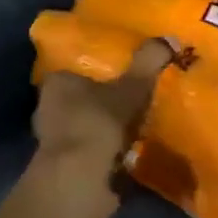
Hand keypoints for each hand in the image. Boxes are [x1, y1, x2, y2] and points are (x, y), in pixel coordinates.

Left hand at [31, 37, 175, 173]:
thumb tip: (170, 38)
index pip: (79, 71)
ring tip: (140, 130)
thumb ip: (148, 63)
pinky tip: (131, 156)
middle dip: (107, 105)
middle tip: (138, 104)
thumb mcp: (130, 88)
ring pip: (87, 128)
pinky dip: (108, 154)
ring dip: (108, 132)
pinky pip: (91, 153)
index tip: (127, 80)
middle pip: (84, 101)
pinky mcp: (63, 167)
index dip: (103, 75)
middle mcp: (47, 107)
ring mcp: (53, 140)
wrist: (79, 179)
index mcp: (56, 82)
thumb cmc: (98, 122)